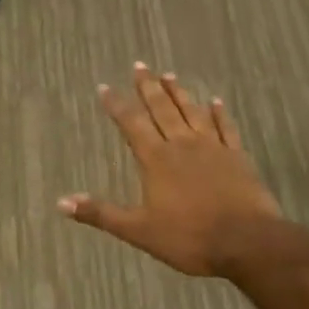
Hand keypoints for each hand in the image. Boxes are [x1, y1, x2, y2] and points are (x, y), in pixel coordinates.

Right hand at [59, 64, 281, 277]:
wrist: (247, 242)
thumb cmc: (190, 238)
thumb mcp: (139, 230)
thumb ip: (101, 214)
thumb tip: (61, 202)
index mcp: (156, 159)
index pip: (131, 124)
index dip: (116, 105)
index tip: (104, 86)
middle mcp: (182, 144)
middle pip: (162, 109)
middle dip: (148, 87)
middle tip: (140, 66)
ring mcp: (212, 147)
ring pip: (192, 112)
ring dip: (179, 93)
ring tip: (169, 76)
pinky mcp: (237, 156)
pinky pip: (226, 127)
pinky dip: (219, 113)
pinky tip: (216, 101)